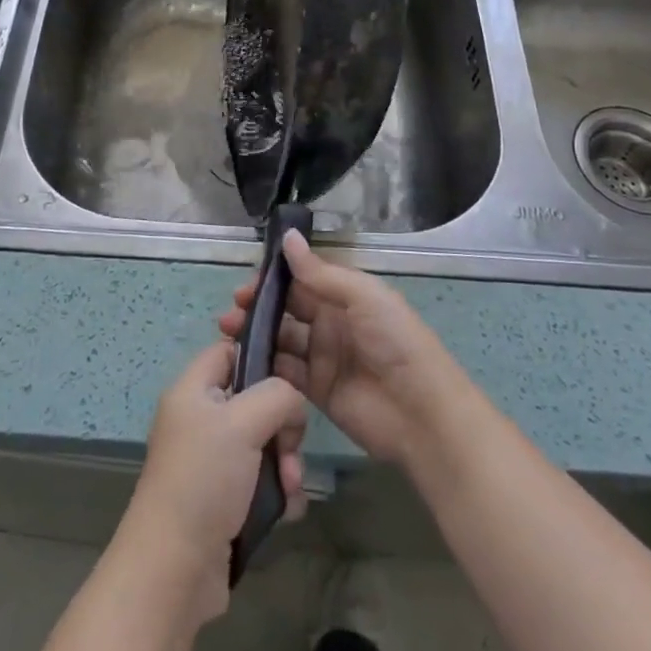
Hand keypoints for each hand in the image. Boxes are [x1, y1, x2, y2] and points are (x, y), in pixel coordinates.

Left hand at [109, 340, 308, 627]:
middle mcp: (200, 420)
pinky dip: (278, 493)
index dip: (259, 355)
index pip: (228, 350)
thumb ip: (277, 395)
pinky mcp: (224, 500)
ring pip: (264, 443)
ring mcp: (212, 462)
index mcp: (192, 391)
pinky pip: (262, 481)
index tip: (292, 376)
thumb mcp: (242, 422)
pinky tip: (286, 512)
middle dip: (282, 425)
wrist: (174, 570)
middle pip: (255, 400)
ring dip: (286, 464)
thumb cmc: (204, 480)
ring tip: (289, 489)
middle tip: (290, 450)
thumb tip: (292, 402)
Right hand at [218, 230, 471, 471]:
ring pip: (282, 339)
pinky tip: (243, 360)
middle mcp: (332, 323)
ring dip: (256, 333)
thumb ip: (320, 272)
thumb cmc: (396, 343)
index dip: (275, 279)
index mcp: (345, 296)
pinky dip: (265, 365)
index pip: (303, 280)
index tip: (247, 282)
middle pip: (288, 309)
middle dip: (259, 306)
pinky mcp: (316, 391)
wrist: (422, 414)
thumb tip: (287, 237)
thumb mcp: (362, 297)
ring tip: (229, 333)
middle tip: (231, 309)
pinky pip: (285, 373)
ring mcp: (323, 358)